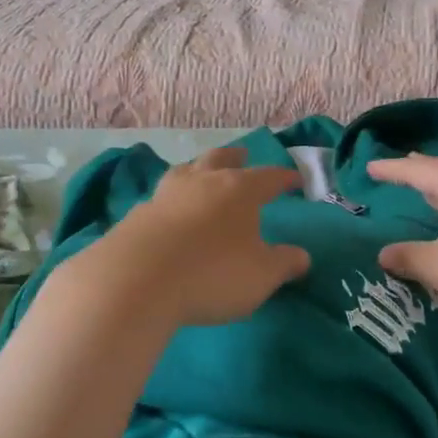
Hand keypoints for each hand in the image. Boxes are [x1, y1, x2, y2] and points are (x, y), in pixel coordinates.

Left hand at [66, 146, 310, 329]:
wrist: (135, 281)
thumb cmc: (212, 274)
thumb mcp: (261, 276)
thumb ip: (284, 264)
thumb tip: (302, 256)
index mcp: (239, 190)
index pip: (269, 177)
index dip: (284, 178)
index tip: (295, 179)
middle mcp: (202, 182)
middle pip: (220, 159)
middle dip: (235, 157)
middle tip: (243, 155)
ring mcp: (165, 195)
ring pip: (186, 171)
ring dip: (198, 170)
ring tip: (201, 175)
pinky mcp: (137, 215)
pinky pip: (161, 198)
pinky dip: (172, 200)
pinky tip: (170, 212)